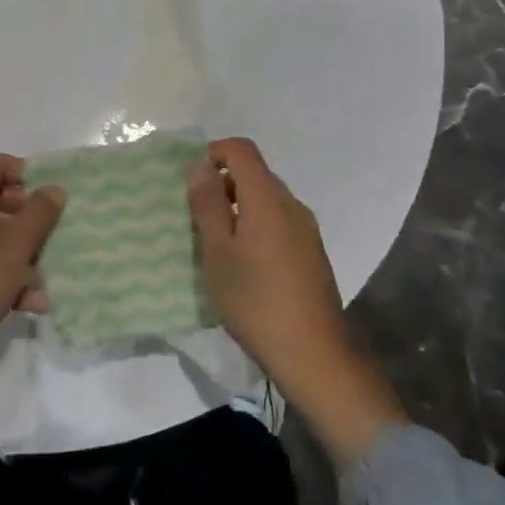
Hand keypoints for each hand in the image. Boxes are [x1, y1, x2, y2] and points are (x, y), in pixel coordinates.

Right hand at [187, 137, 405, 464]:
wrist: (313, 354)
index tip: (191, 181)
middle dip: (222, 185)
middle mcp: (291, 204)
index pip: (242, 149)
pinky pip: (278, 223)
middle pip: (255, 174)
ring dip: (237, 209)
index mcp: (268, 198)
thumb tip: (200, 165)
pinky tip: (243, 265)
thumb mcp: (217, 252)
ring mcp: (306, 229)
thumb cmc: (255, 300)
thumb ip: (207, 204)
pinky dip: (255, 228)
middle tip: (195, 218)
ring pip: (266, 200)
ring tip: (215, 245)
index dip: (214, 153)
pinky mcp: (312, 253)